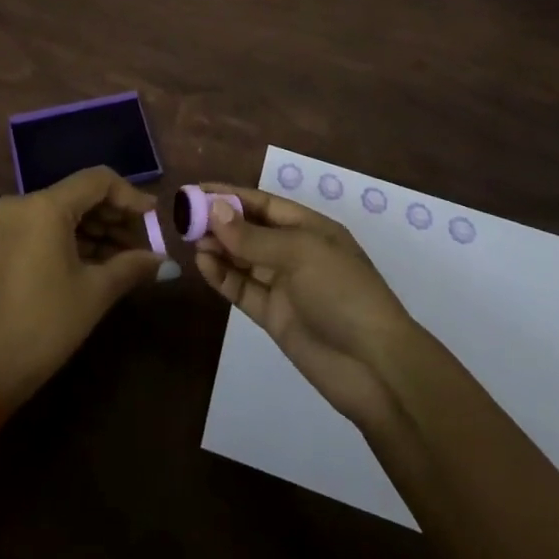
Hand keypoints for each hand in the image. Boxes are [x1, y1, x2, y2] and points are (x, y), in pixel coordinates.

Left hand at [0, 167, 163, 415]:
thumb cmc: (45, 325)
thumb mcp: (95, 293)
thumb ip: (132, 266)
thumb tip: (165, 261)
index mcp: (45, 206)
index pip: (98, 180)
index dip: (130, 196)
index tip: (154, 217)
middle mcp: (23, 203)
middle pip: (80, 194)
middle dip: (114, 216)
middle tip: (143, 243)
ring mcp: (8, 223)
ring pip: (63, 211)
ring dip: (96, 229)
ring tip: (126, 257)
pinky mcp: (1, 243)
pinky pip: (44, 227)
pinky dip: (72, 239)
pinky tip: (97, 261)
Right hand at [193, 185, 416, 428]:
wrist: (375, 367)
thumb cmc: (342, 293)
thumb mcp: (299, 253)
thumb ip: (253, 236)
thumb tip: (214, 209)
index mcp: (310, 228)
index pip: (263, 204)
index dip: (231, 196)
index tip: (196, 190)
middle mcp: (295, 252)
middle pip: (250, 230)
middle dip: (219, 221)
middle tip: (183, 216)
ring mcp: (284, 286)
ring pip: (243, 259)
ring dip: (218, 247)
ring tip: (189, 239)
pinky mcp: (274, 316)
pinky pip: (243, 288)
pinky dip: (222, 276)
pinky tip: (202, 264)